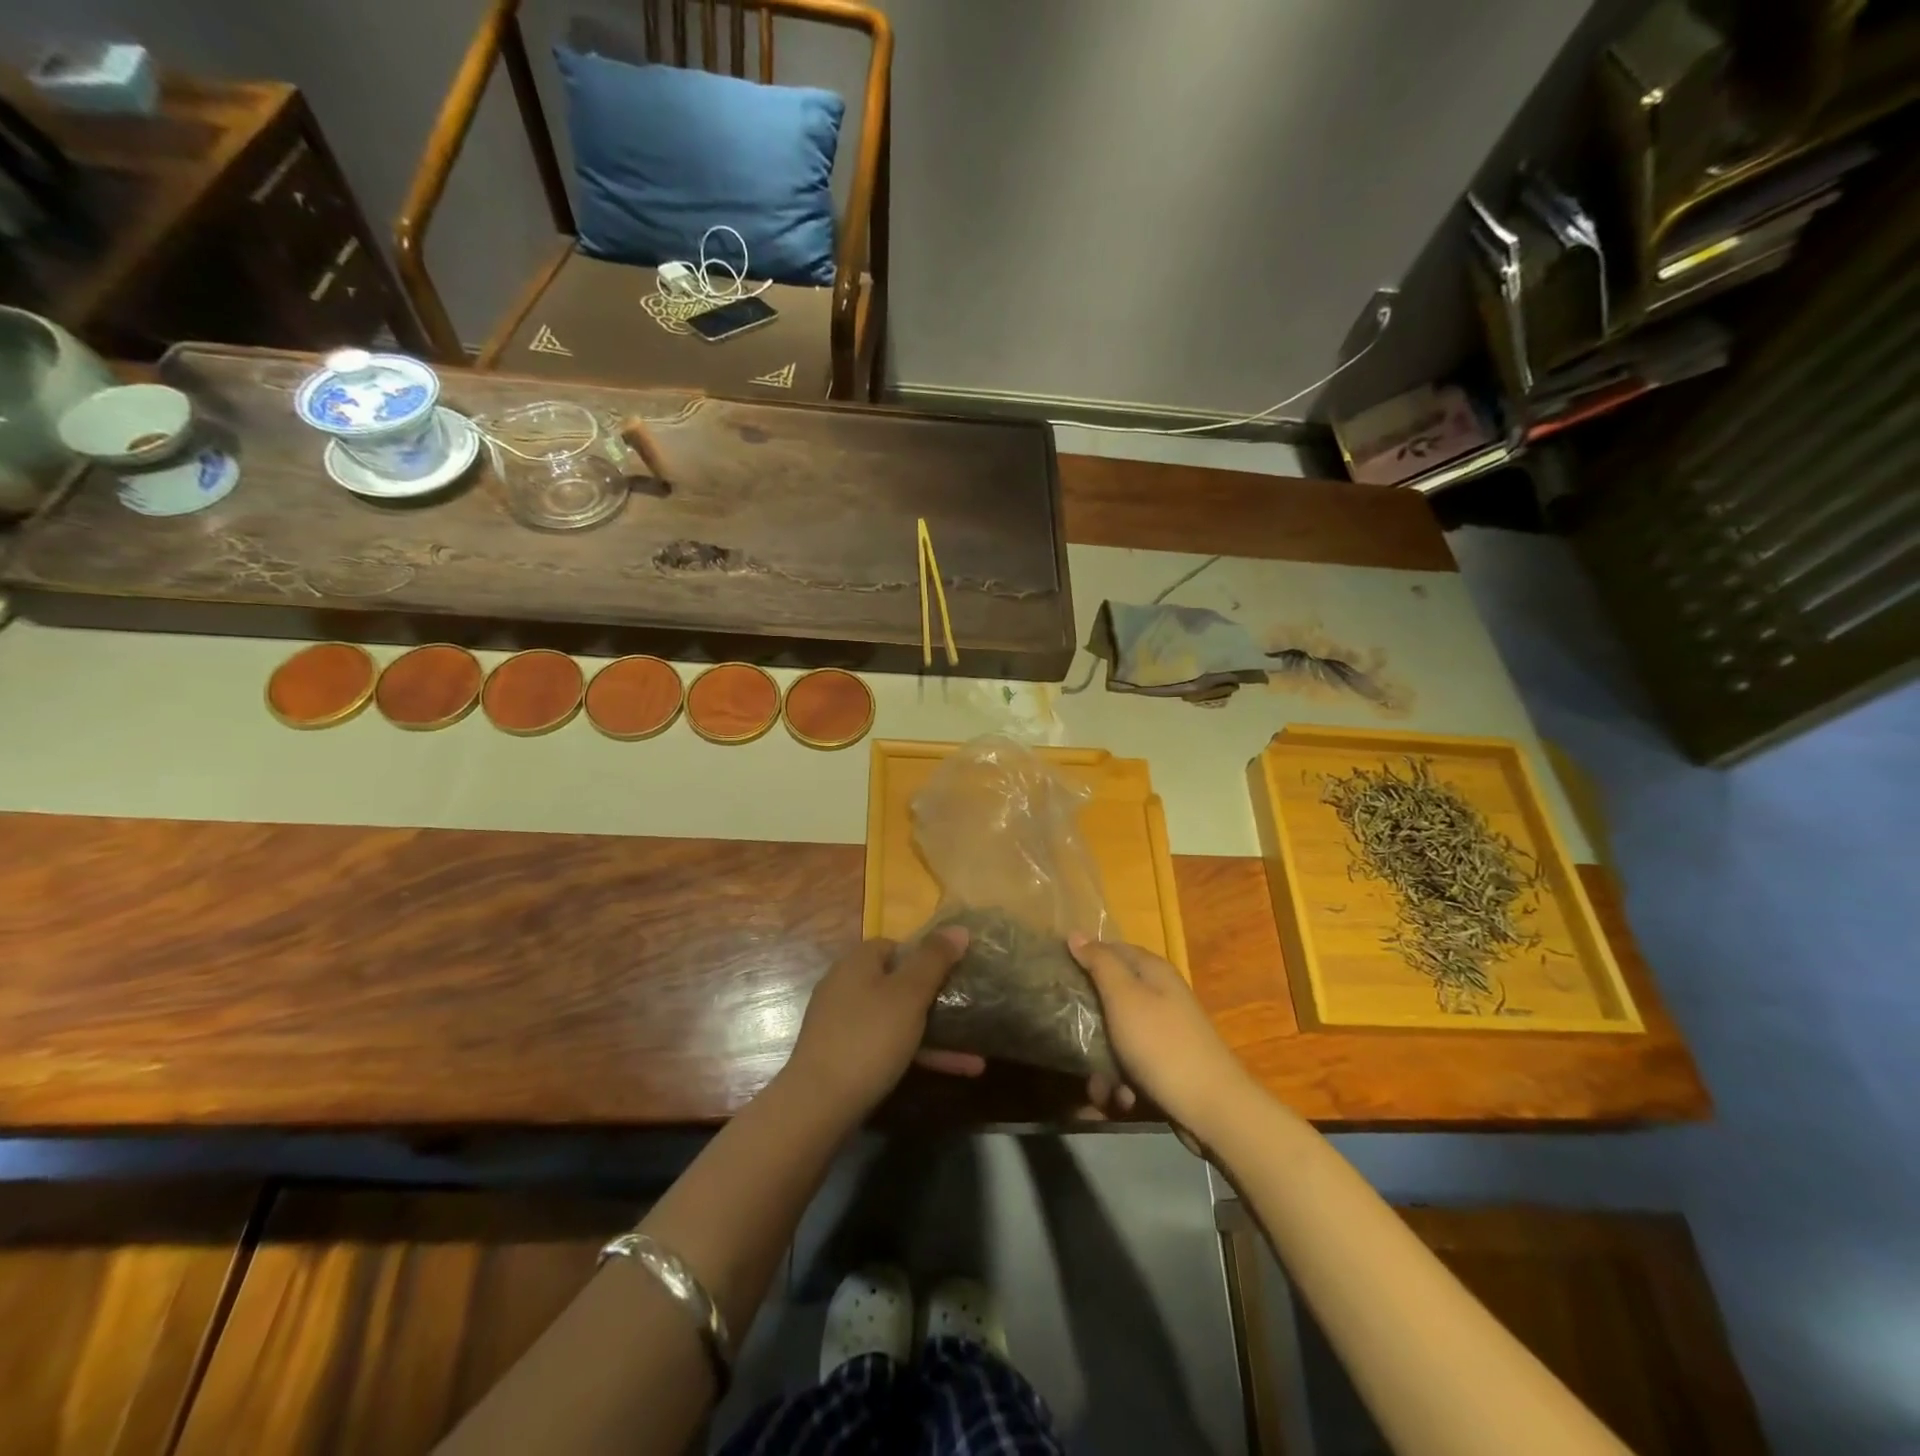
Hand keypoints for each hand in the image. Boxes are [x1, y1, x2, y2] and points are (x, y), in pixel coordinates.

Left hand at [784, 929, 978, 1119]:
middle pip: (897, 983)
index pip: (896, 945)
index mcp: (857, 962)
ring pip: (897, 1018)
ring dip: (935, 1033)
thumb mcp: (909, 994)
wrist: (818, 1105)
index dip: (926, 956)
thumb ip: (934, 959)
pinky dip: (917, 1053)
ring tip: (975, 1053)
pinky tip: (953, 1070)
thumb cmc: (869, 1038)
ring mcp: (843, 1023)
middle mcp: (846, 985)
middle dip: (936, 999)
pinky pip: (888, 1045)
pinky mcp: (844, 1056)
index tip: (954, 973)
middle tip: (968, 1010)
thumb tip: (958, 928)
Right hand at [1070, 935, 1257, 1141]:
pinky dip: (1121, 1080)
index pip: (1111, 949)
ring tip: (1097, 1085)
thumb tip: (1075, 933)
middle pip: (1112, 994)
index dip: (1083, 957)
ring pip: (1117, 1035)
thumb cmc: (1161, 1045)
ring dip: (1102, 1061)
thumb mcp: (1124, 997)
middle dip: (1089, 1019)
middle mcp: (1160, 995)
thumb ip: (1099, 963)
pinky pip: (1132, 1064)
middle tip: (1067, 1033)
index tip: (1055, 974)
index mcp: (1153, 971)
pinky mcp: (1166, 1064)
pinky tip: (1120, 1098)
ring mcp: (1164, 1031)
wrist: (1212, 1109)